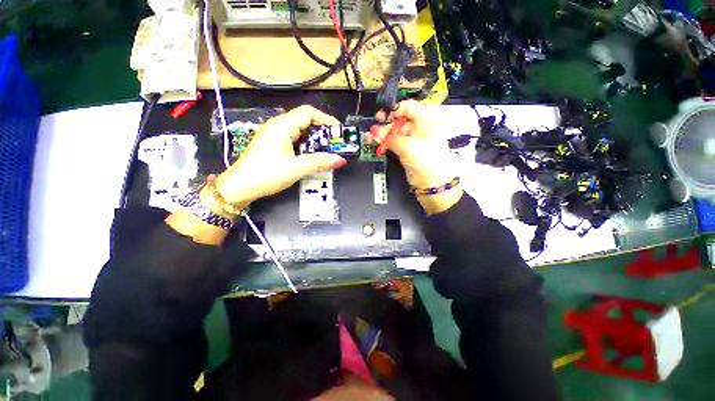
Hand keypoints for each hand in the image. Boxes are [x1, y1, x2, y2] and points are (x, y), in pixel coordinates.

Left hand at [215, 105, 346, 208]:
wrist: (239, 187)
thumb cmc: (266, 175)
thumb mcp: (295, 168)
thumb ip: (319, 162)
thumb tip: (341, 160)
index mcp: (282, 126)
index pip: (308, 112)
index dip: (326, 119)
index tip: (339, 132)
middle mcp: (278, 125)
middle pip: (305, 120)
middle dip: (322, 131)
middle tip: (335, 145)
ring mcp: (274, 135)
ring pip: (300, 130)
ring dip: (315, 139)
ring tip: (327, 151)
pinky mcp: (273, 144)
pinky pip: (293, 139)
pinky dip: (306, 145)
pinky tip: (311, 156)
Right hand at [371, 100, 464, 214]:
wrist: (434, 186)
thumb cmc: (427, 162)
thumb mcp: (408, 147)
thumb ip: (389, 138)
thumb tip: (373, 132)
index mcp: (426, 121)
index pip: (408, 108)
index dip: (394, 110)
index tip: (381, 117)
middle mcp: (420, 129)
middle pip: (400, 121)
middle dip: (385, 125)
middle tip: (373, 129)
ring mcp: (413, 142)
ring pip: (396, 134)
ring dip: (383, 135)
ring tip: (370, 138)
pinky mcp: (408, 153)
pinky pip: (395, 144)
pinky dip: (386, 143)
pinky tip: (376, 143)